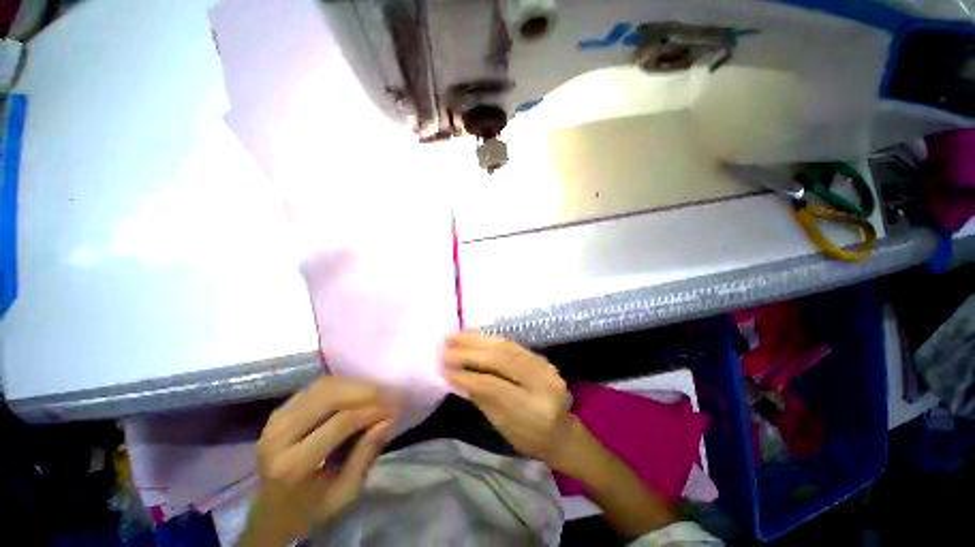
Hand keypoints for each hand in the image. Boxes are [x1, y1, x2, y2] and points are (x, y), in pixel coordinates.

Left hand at [244, 377, 394, 545]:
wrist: (270, 513)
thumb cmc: (311, 509)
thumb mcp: (345, 493)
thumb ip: (366, 454)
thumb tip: (389, 419)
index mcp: (292, 465)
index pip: (340, 422)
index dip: (372, 410)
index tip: (396, 407)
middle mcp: (278, 437)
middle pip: (329, 397)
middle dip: (365, 391)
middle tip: (389, 394)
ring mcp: (275, 420)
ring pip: (323, 387)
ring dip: (355, 385)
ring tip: (377, 392)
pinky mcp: (278, 412)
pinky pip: (315, 387)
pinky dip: (341, 385)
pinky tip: (356, 392)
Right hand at [442, 332, 577, 470]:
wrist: (561, 432)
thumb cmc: (528, 438)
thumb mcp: (502, 426)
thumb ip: (481, 398)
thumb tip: (456, 374)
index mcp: (533, 410)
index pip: (493, 386)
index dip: (467, 375)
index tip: (444, 369)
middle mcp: (543, 382)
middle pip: (501, 359)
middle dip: (469, 352)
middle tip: (445, 347)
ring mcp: (545, 366)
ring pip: (506, 346)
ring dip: (477, 339)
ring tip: (456, 336)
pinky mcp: (542, 358)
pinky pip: (512, 344)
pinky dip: (490, 339)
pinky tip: (474, 335)